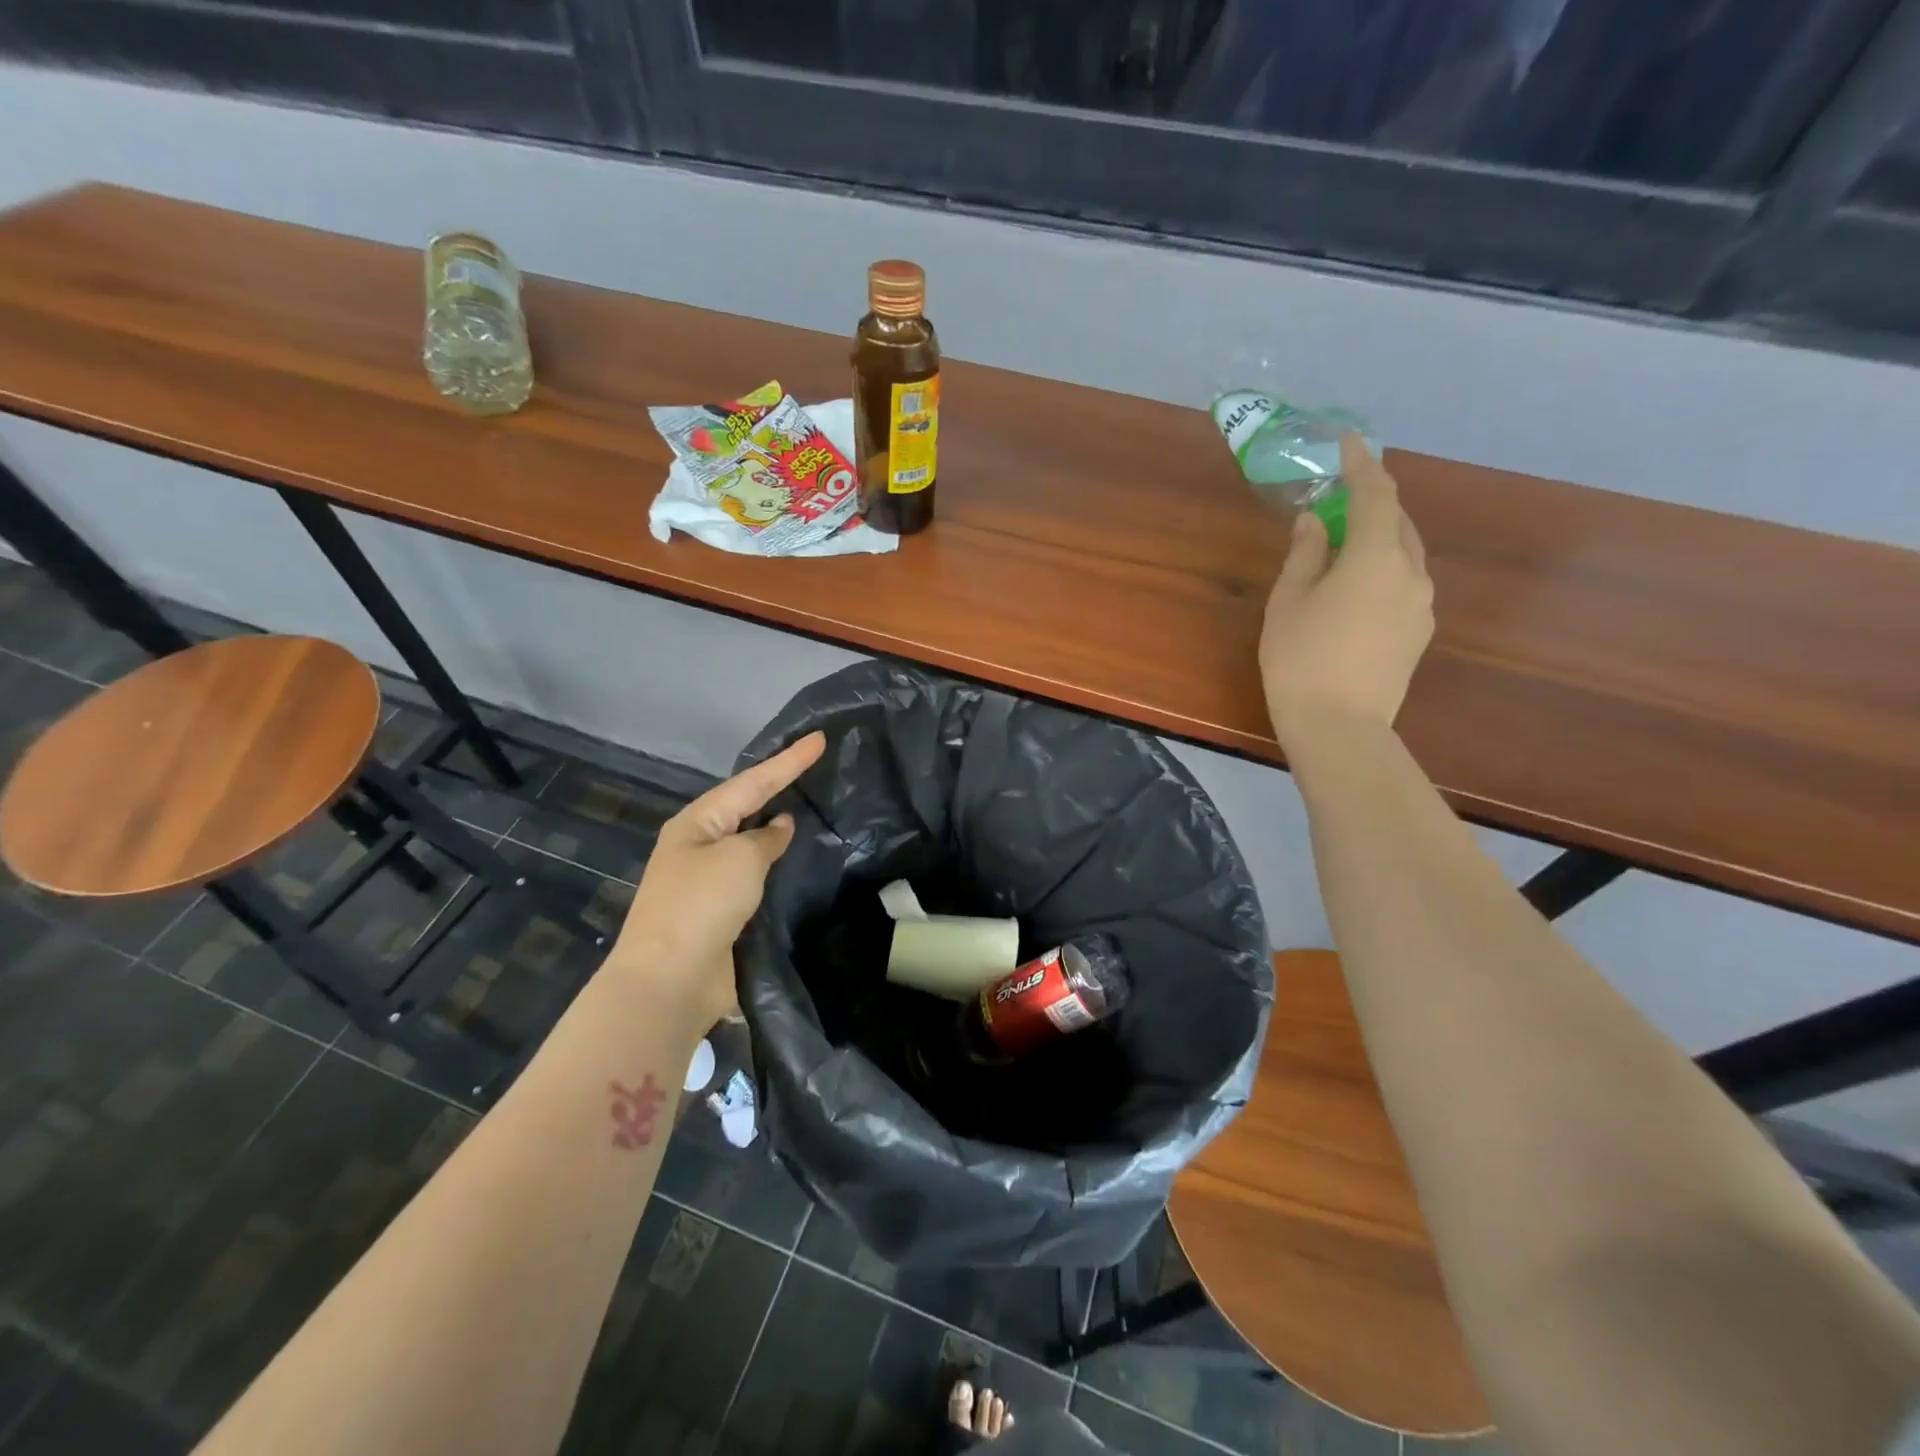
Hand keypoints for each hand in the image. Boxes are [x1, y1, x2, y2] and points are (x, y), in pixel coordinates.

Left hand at [608, 731, 825, 1030]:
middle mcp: (700, 846)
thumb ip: (765, 838)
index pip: (752, 782)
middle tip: (816, 766)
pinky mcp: (722, 912)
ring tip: (814, 806)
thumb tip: (779, 827)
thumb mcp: (740, 859)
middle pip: (747, 806)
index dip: (788, 760)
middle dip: (779, 786)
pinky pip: (756, 876)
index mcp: (697, 823)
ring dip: (778, 827)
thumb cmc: (702, 905)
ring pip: (752, 842)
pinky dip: (778, 864)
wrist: (670, 981)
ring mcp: (709, 881)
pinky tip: (799, 860)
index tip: (820, 738)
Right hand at [1260, 435, 1433, 749]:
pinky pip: (1404, 582)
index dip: (1361, 464)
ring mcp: (1421, 604)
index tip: (1349, 442)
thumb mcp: (1289, 602)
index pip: (1374, 494)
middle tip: (1341, 496)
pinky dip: (1383, 568)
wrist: (1340, 726)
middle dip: (1372, 501)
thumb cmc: (1301, 659)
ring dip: (1379, 536)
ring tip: (1346, 542)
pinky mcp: (1419, 631)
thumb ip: (1305, 554)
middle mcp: (1410, 572)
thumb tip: (1315, 521)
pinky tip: (1357, 587)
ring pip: (1405, 553)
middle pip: (1397, 521)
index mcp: (1375, 557)